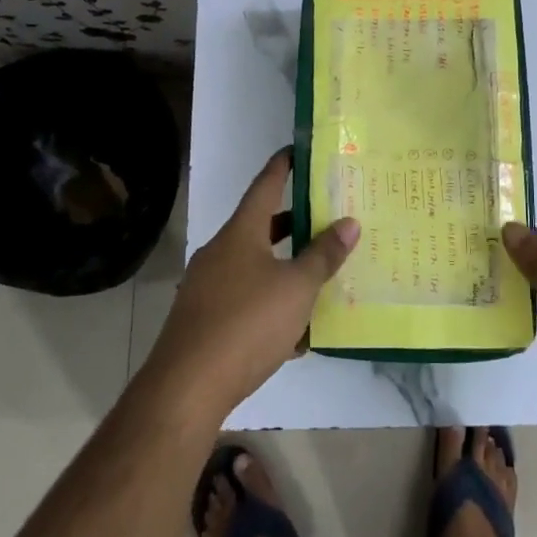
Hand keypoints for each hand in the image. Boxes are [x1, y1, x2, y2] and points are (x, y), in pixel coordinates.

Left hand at [144, 148, 360, 420]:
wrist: (186, 387)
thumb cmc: (247, 323)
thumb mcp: (297, 288)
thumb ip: (324, 255)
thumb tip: (349, 222)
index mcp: (240, 233)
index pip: (264, 186)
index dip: (282, 167)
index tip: (296, 150)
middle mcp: (220, 252)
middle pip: (259, 227)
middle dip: (291, 223)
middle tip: (324, 217)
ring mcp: (207, 287)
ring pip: (254, 266)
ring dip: (283, 268)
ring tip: (317, 275)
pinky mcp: (203, 320)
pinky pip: (244, 300)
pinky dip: (269, 304)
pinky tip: (295, 333)